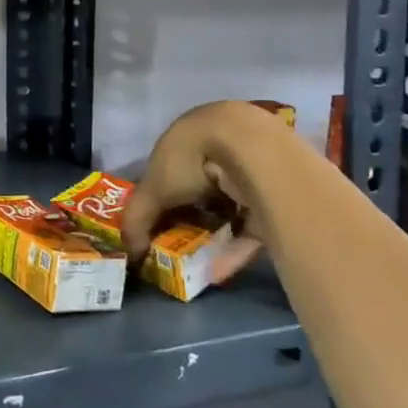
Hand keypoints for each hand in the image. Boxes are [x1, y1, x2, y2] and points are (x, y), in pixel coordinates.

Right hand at [120, 101, 281, 275]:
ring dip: (213, 236)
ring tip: (197, 263)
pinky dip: (235, 247)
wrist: (255, 152)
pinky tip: (219, 270)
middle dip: (189, 218)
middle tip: (177, 245)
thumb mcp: (154, 189)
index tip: (155, 223)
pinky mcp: (277, 197)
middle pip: (200, 189)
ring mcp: (251, 170)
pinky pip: (251, 225)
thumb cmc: (192, 159)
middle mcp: (220, 148)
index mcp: (189, 137)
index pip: (170, 168)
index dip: (161, 196)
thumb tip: (130, 250)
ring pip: (228, 208)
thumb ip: (137, 218)